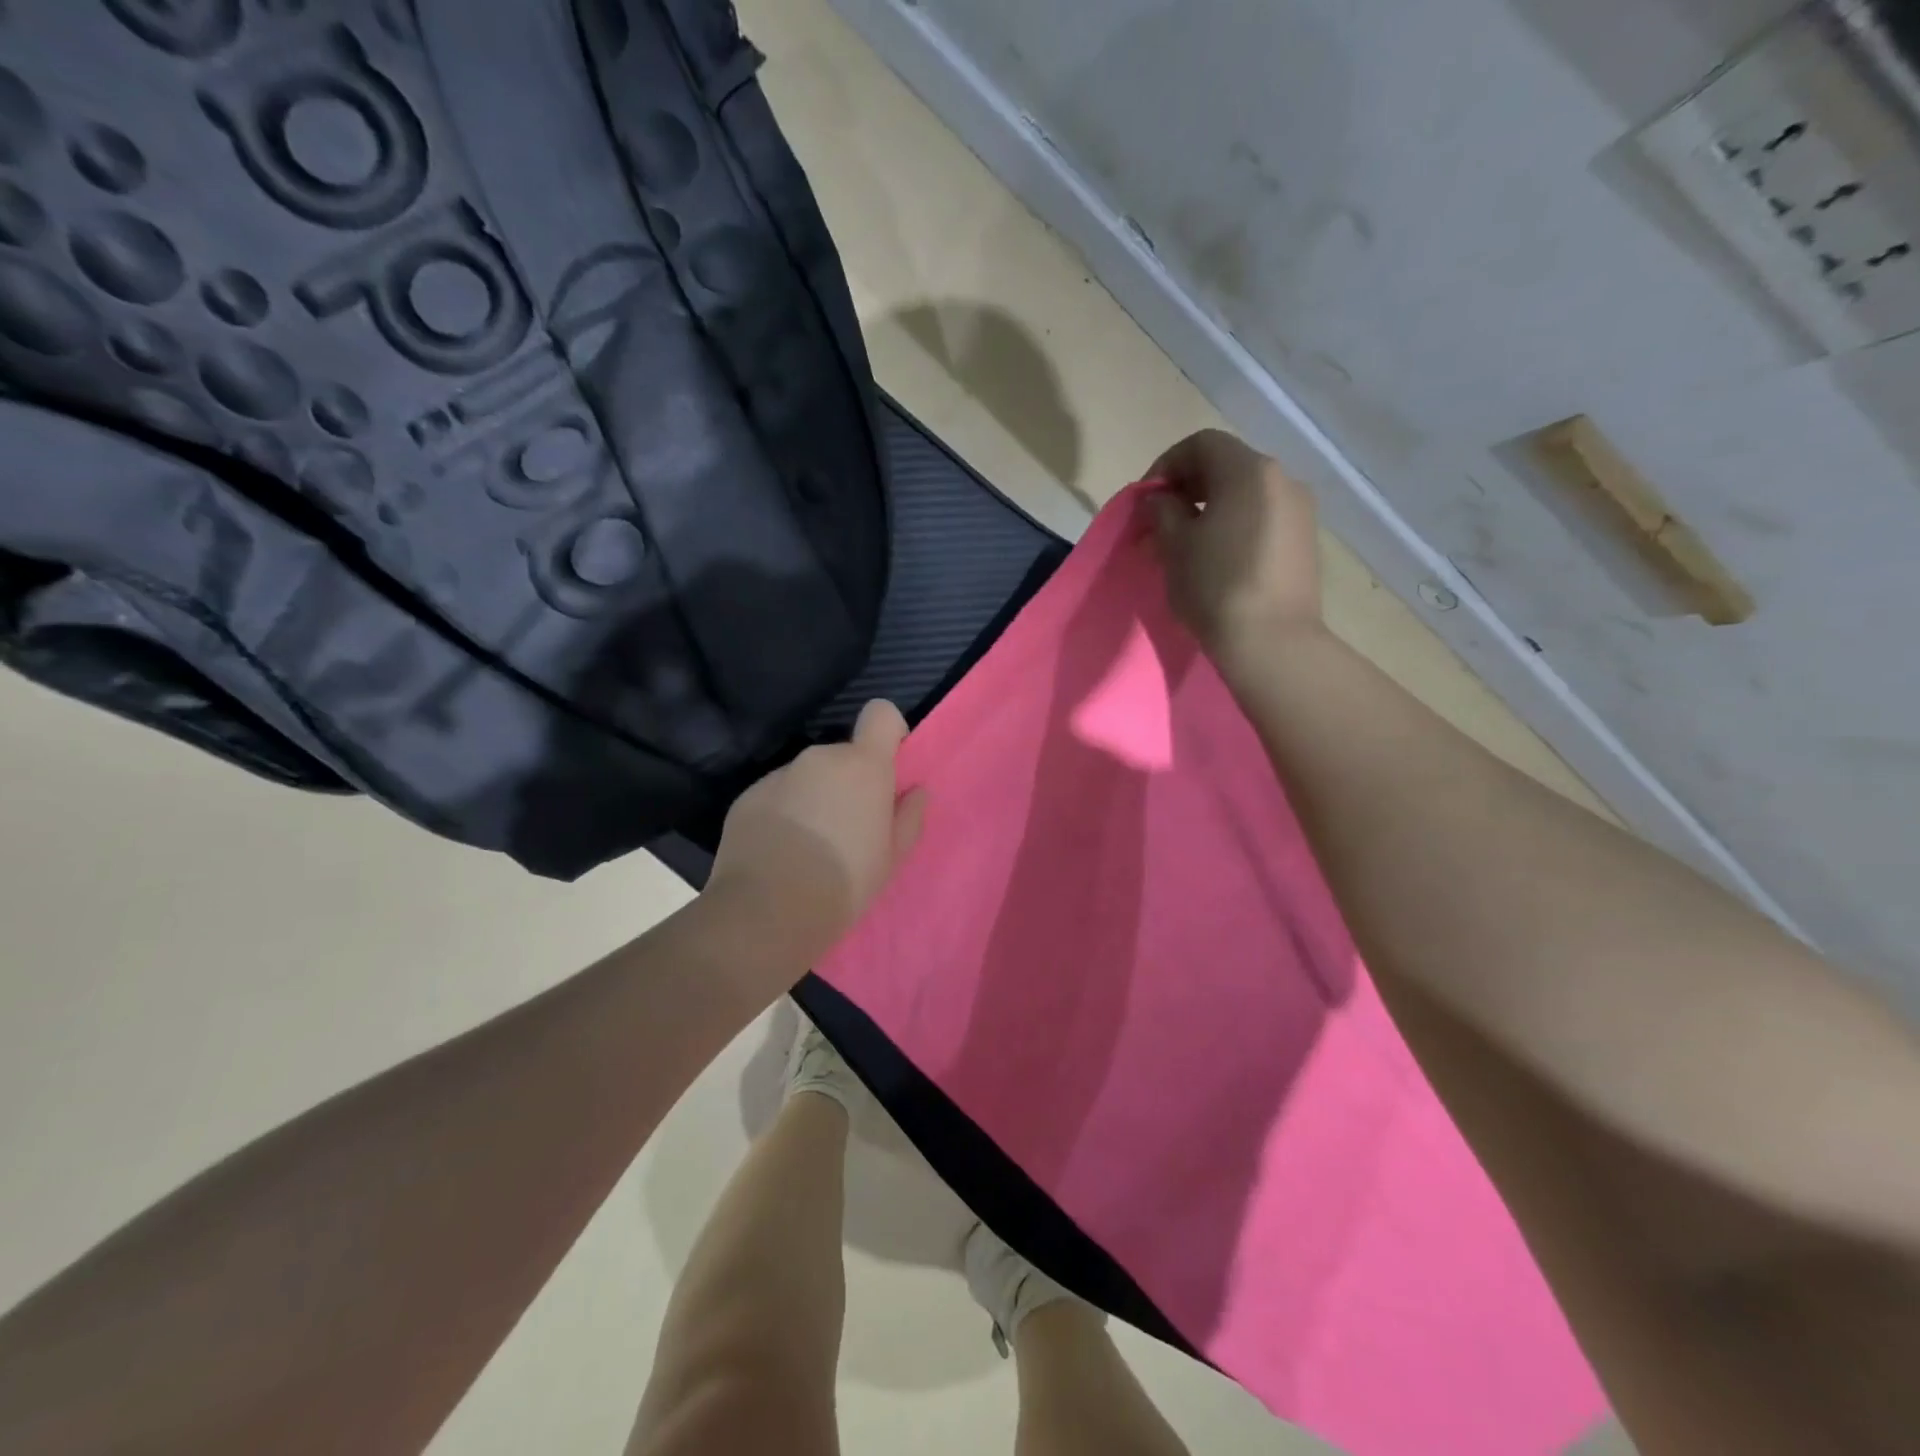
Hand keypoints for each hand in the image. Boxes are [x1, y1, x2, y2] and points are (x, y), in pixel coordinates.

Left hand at [705, 700, 926, 969]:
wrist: (767, 912)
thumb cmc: (844, 883)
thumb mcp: (892, 858)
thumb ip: (909, 816)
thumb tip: (915, 791)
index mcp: (863, 766)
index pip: (880, 713)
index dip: (888, 732)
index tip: (887, 766)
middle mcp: (820, 758)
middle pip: (843, 755)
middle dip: (849, 782)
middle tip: (849, 828)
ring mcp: (779, 774)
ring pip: (809, 777)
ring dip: (815, 797)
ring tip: (810, 846)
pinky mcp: (748, 796)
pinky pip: (778, 794)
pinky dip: (784, 812)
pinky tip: (780, 851)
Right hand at [1147, 429, 1322, 663]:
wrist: (1272, 640)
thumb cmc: (1215, 585)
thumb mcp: (1175, 545)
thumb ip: (1163, 511)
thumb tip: (1162, 499)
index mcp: (1249, 470)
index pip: (1201, 444)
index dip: (1166, 465)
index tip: (1147, 500)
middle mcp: (1282, 479)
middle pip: (1226, 467)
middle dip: (1187, 489)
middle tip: (1159, 524)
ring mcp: (1300, 510)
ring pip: (1245, 495)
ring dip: (1209, 510)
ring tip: (1184, 546)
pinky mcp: (1305, 541)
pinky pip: (1262, 519)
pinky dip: (1234, 527)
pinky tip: (1216, 559)